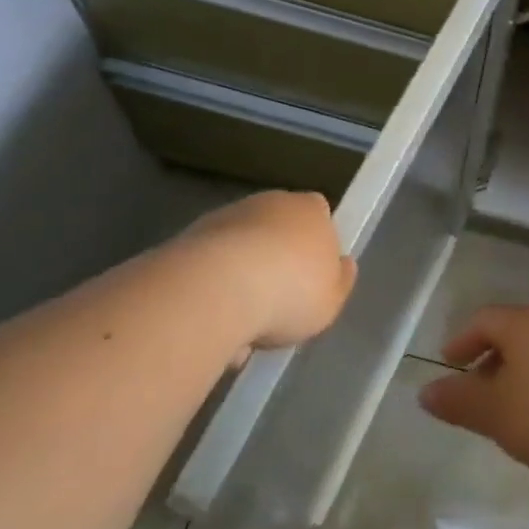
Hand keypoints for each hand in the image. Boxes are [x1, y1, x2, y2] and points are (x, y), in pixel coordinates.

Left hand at [173, 191, 356, 351]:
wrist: (215, 289)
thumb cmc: (291, 291)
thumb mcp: (333, 298)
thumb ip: (340, 279)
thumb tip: (341, 264)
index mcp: (310, 209)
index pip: (319, 212)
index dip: (317, 241)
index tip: (313, 274)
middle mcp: (269, 202)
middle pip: (277, 228)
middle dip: (276, 259)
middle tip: (277, 302)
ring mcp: (225, 217)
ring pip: (240, 249)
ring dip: (241, 278)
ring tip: (240, 325)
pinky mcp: (187, 237)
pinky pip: (208, 266)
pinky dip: (211, 288)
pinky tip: (213, 322)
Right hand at [419, 305, 528, 478]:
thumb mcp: (497, 413)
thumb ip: (460, 401)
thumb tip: (425, 392)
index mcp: (525, 323)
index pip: (484, 319)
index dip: (462, 340)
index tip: (449, 364)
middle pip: (516, 330)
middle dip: (494, 357)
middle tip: (480, 388)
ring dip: (525, 370)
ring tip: (517, 405)